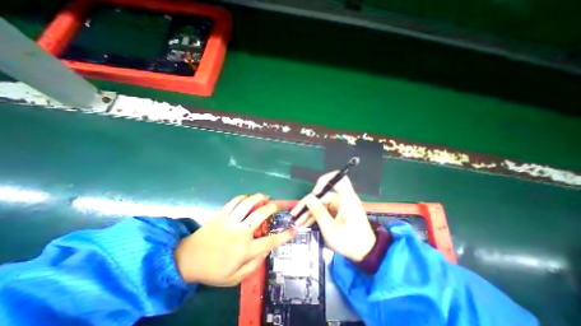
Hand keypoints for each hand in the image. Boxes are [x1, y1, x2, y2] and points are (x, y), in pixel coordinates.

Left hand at [175, 194, 294, 285]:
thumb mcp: (235, 278)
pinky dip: (245, 197)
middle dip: (272, 207)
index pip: (270, 241)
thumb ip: (254, 266)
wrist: (186, 260)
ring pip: (248, 203)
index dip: (285, 236)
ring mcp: (230, 220)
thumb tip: (266, 251)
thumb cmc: (212, 271)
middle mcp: (240, 232)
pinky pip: (235, 200)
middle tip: (277, 205)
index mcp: (244, 249)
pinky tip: (249, 198)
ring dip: (259, 197)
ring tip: (265, 196)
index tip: (294, 230)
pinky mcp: (221, 214)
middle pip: (261, 214)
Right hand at [291, 173, 377, 262]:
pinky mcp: (337, 213)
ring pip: (321, 204)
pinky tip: (304, 223)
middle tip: (295, 214)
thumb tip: (308, 198)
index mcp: (346, 199)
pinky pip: (324, 210)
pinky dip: (315, 216)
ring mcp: (339, 206)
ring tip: (297, 222)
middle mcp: (343, 199)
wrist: (365, 254)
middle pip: (323, 195)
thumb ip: (318, 211)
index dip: (326, 180)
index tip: (315, 192)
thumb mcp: (330, 229)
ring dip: (309, 212)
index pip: (339, 179)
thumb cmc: (349, 241)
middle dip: (308, 204)